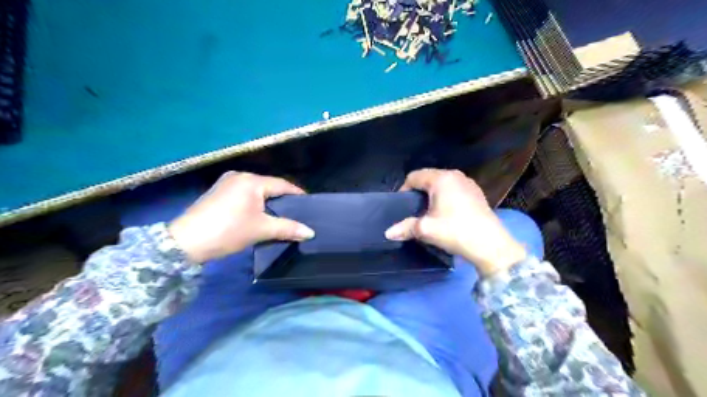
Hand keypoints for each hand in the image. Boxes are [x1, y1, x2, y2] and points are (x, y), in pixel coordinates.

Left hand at [167, 173, 312, 263]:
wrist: (185, 242)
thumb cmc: (228, 231)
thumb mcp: (261, 229)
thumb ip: (288, 228)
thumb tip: (311, 232)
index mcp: (251, 180)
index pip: (282, 184)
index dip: (297, 194)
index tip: (308, 205)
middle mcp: (239, 176)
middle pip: (269, 186)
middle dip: (283, 199)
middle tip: (296, 212)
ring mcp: (226, 183)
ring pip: (256, 191)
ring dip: (268, 201)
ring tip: (280, 215)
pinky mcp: (217, 193)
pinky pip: (244, 194)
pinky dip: (254, 203)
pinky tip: (259, 214)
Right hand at [386, 167, 523, 275]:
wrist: (491, 245)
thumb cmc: (455, 231)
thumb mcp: (426, 229)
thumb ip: (405, 228)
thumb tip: (388, 233)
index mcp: (441, 179)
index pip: (414, 176)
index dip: (404, 189)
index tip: (401, 206)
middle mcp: (455, 175)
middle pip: (428, 178)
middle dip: (418, 192)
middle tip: (413, 210)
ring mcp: (468, 183)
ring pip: (442, 183)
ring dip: (432, 195)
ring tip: (428, 212)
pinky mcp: (477, 193)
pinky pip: (454, 189)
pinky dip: (446, 197)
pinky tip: (447, 213)